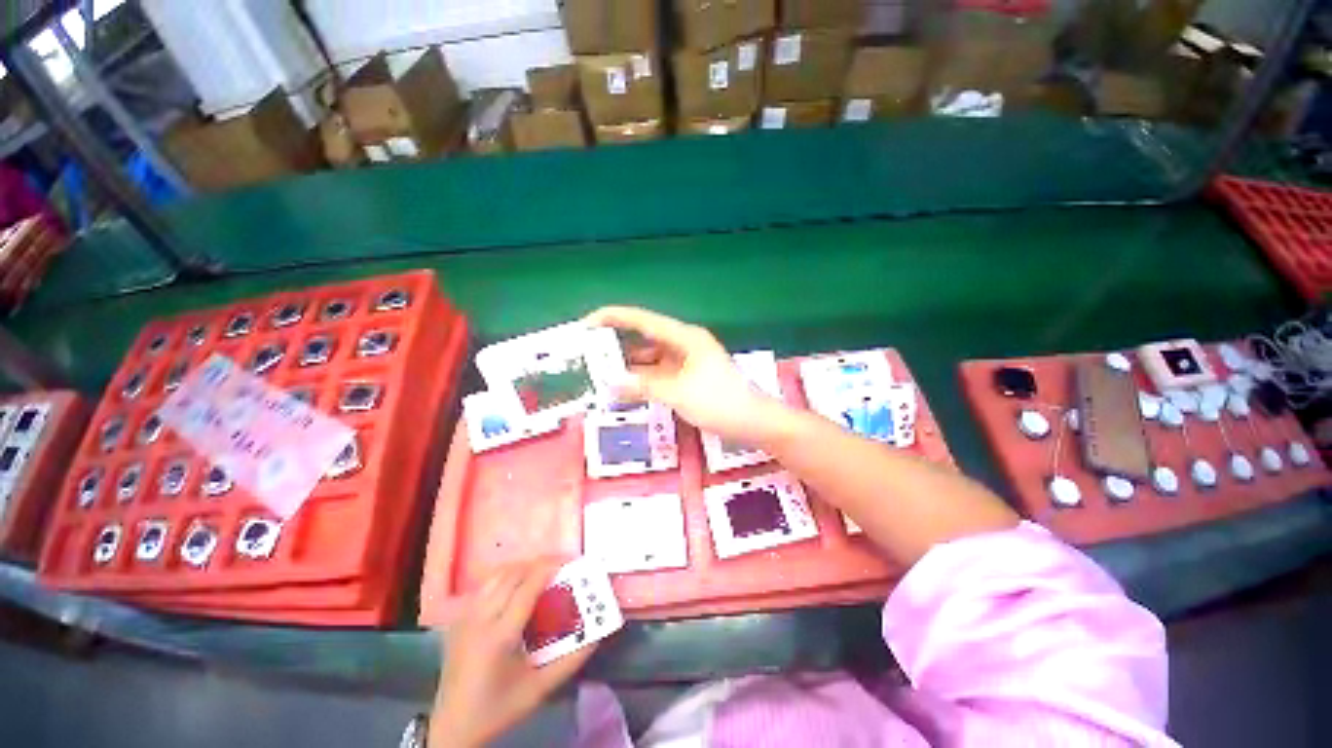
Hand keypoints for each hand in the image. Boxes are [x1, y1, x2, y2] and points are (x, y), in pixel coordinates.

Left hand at [431, 561, 595, 747]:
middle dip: (540, 563)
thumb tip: (599, 634)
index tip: (571, 560)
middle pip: (513, 574)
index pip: (527, 587)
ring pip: (497, 575)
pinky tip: (518, 586)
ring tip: (543, 572)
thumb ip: (571, 660)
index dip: (550, 568)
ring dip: (523, 567)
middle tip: (562, 565)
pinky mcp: (459, 618)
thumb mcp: (539, 689)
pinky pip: (486, 585)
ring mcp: (465, 616)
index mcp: (500, 636)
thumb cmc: (499, 708)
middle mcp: (480, 619)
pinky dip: (506, 576)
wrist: (453, 726)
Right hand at [584, 306, 790, 443]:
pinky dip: (644, 378)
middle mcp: (685, 343)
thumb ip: (643, 386)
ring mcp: (688, 361)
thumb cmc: (719, 402)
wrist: (754, 422)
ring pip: (652, 356)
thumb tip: (610, 383)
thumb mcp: (678, 393)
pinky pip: (660, 372)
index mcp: (685, 337)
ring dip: (630, 363)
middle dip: (619, 342)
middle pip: (646, 336)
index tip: (588, 323)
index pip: (644, 320)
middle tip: (590, 351)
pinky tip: (628, 386)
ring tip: (602, 370)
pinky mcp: (690, 377)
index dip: (614, 318)